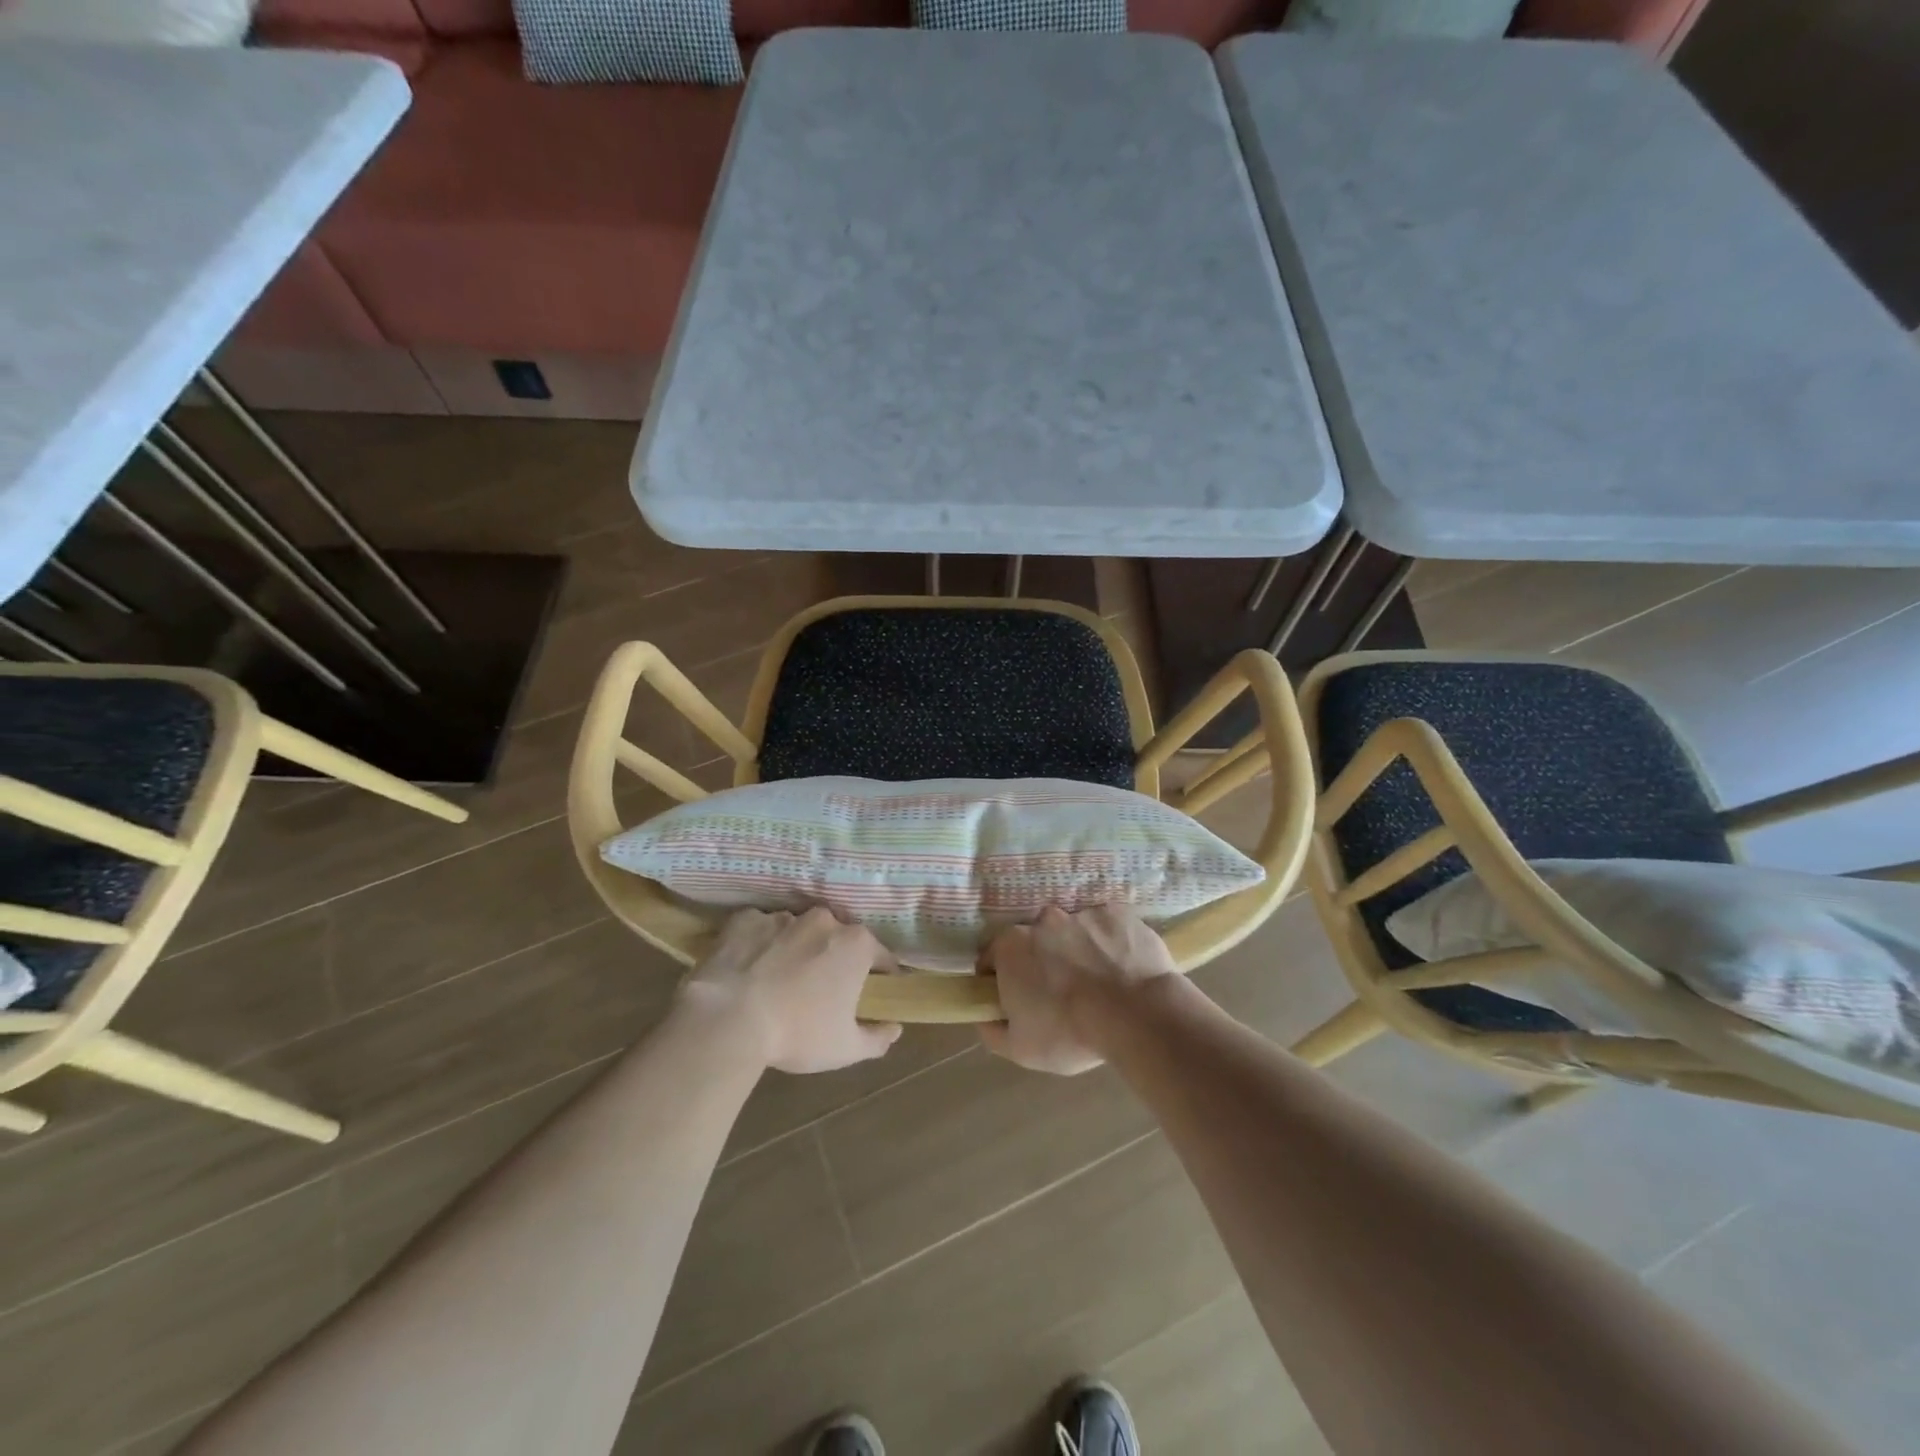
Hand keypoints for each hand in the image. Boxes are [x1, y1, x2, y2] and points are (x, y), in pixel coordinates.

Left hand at [685, 907, 901, 1073]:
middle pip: (838, 938)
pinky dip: (760, 944)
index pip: (881, 957)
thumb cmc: (797, 1033)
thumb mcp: (846, 1049)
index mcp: (856, 944)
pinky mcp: (745, 920)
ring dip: (796, 948)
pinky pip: (760, 929)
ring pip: (798, 930)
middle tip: (821, 989)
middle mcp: (824, 920)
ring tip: (780, 979)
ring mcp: (783, 916)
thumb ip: (878, 1037)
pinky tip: (750, 968)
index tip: (872, 993)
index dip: (880, 976)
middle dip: (834, 958)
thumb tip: (895, 1028)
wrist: (728, 1020)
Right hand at [979, 905, 1179, 1074]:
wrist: (1136, 1015)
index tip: (1016, 998)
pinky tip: (1121, 969)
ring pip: (1072, 931)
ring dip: (1077, 950)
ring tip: (1097, 982)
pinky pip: (1106, 927)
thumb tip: (985, 1016)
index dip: (1000, 978)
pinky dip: (1108, 943)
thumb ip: (992, 1030)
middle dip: (1041, 960)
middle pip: (1034, 939)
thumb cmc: (1070, 1033)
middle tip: (1059, 991)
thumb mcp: (1020, 1048)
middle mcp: (1042, 920)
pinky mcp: (1116, 913)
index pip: (992, 957)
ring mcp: (1081, 912)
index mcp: (1011, 946)